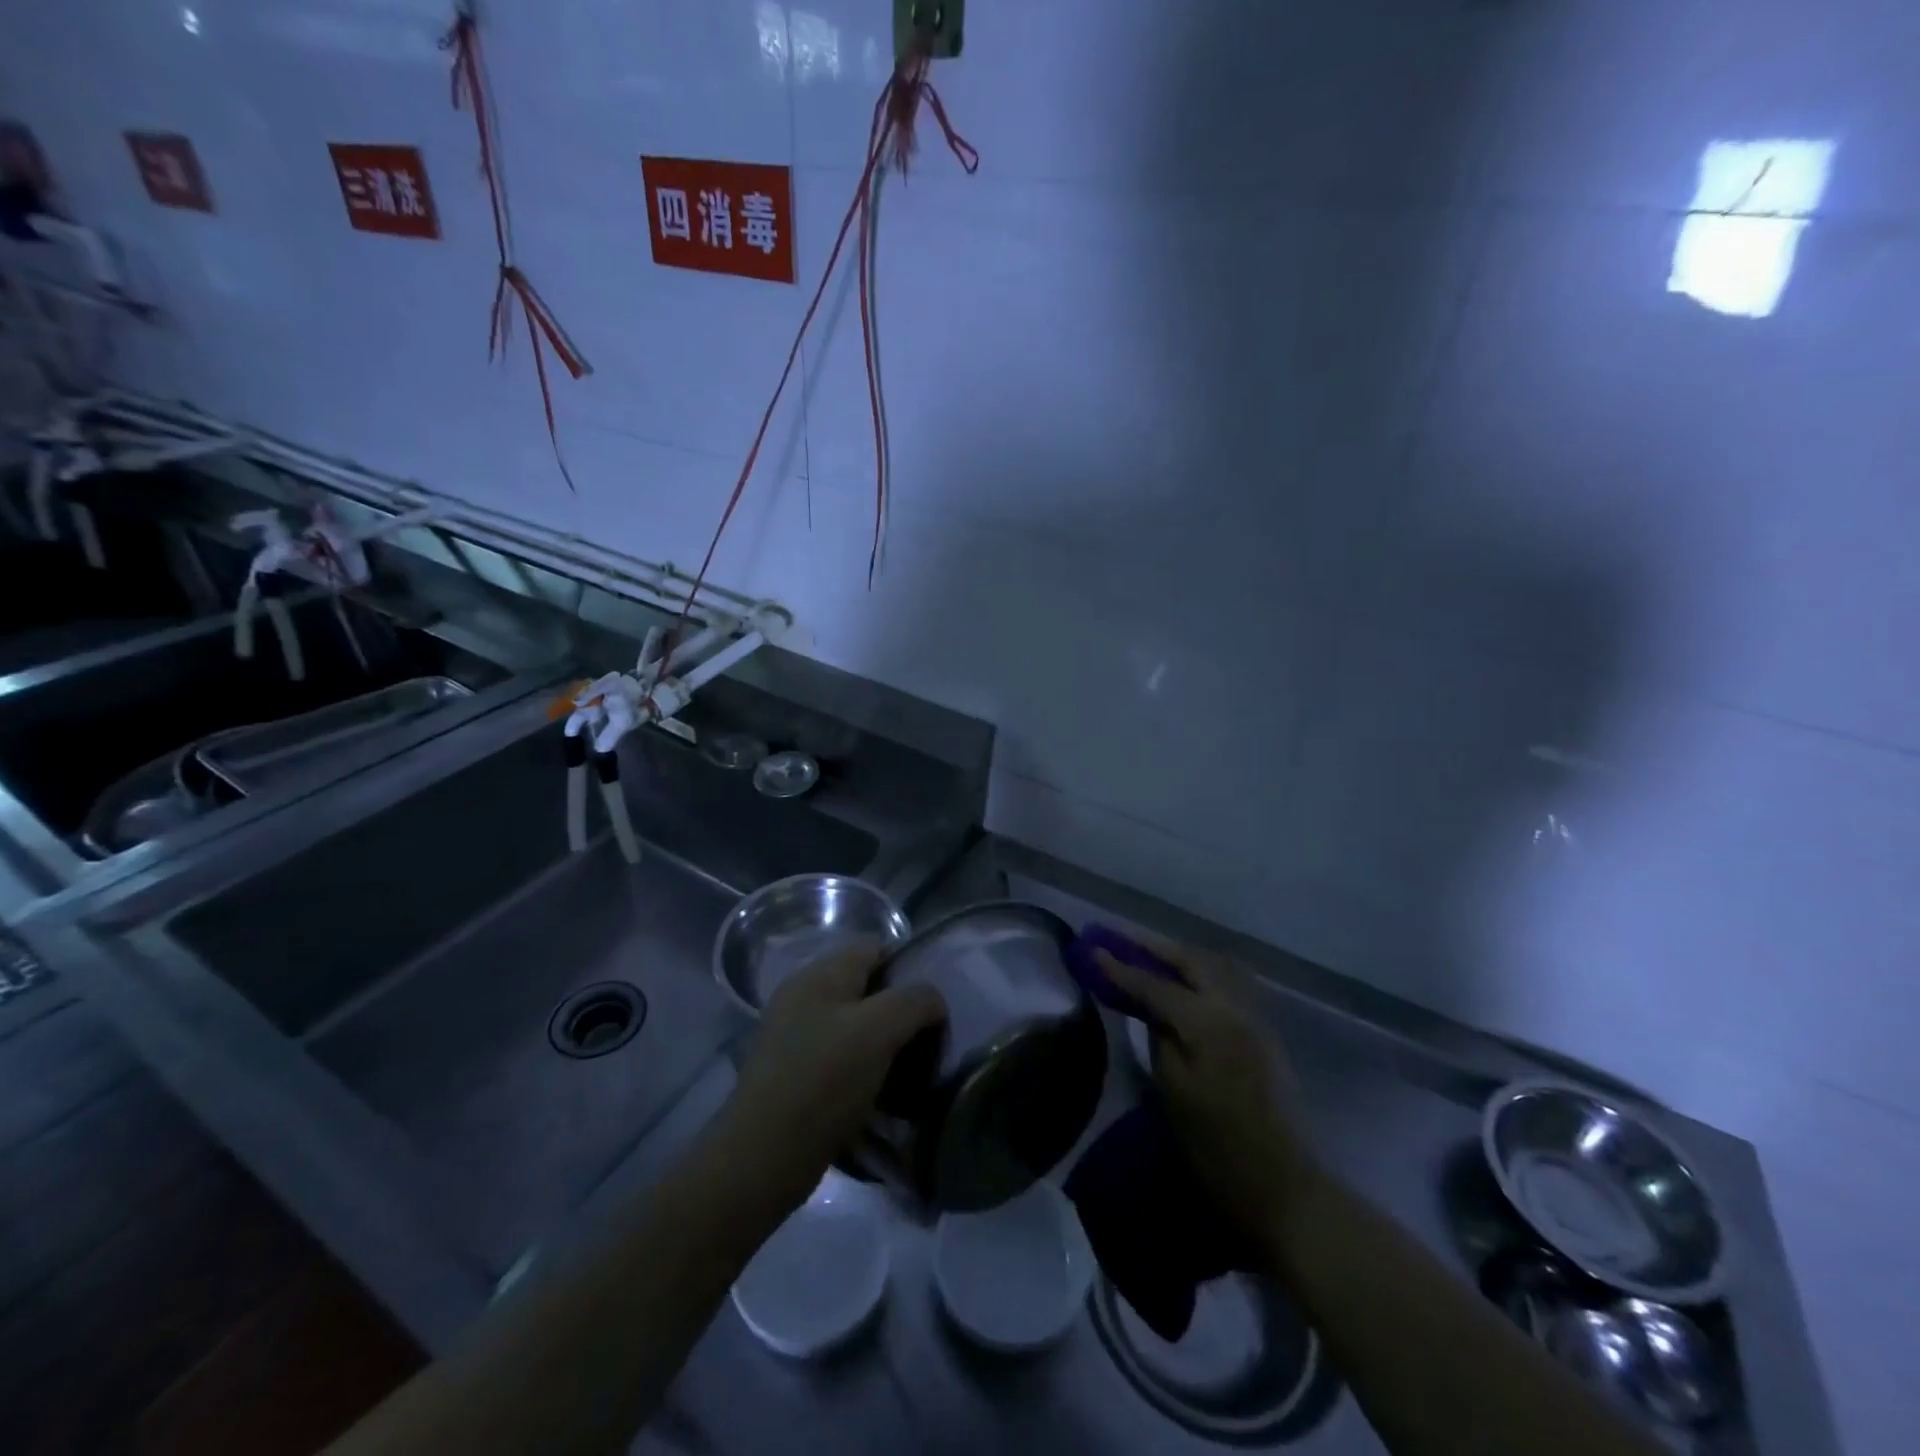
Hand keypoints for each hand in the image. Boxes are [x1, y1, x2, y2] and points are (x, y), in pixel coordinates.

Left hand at [722, 942, 946, 1213]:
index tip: (932, 1006)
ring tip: (907, 1071)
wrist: (762, 1157)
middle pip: (866, 985)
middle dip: (899, 1009)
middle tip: (925, 1041)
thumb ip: (915, 1001)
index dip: (909, 967)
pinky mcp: (792, 1070)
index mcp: (821, 973)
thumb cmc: (824, 1080)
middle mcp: (803, 993)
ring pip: (854, 1022)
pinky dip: (862, 1067)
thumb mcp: (879, 1030)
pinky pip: (838, 1054)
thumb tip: (932, 1002)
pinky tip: (878, 1093)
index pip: (876, 946)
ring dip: (883, 1042)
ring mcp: (793, 1032)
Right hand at [1097, 938, 1321, 1244]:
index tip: (1091, 948)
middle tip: (1120, 941)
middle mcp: (1235, 1006)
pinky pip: (1229, 982)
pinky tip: (1186, 982)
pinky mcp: (1264, 1031)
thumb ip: (1159, 1035)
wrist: (1281, 1185)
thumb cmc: (1215, 1145)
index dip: (1120, 967)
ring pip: (1215, 965)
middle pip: (1191, 960)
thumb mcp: (1172, 1090)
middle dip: (1153, 948)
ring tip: (1151, 957)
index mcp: (1208, 1021)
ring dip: (1181, 956)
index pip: (1155, 984)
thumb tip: (1151, 1006)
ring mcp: (1255, 1016)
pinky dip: (1202, 972)